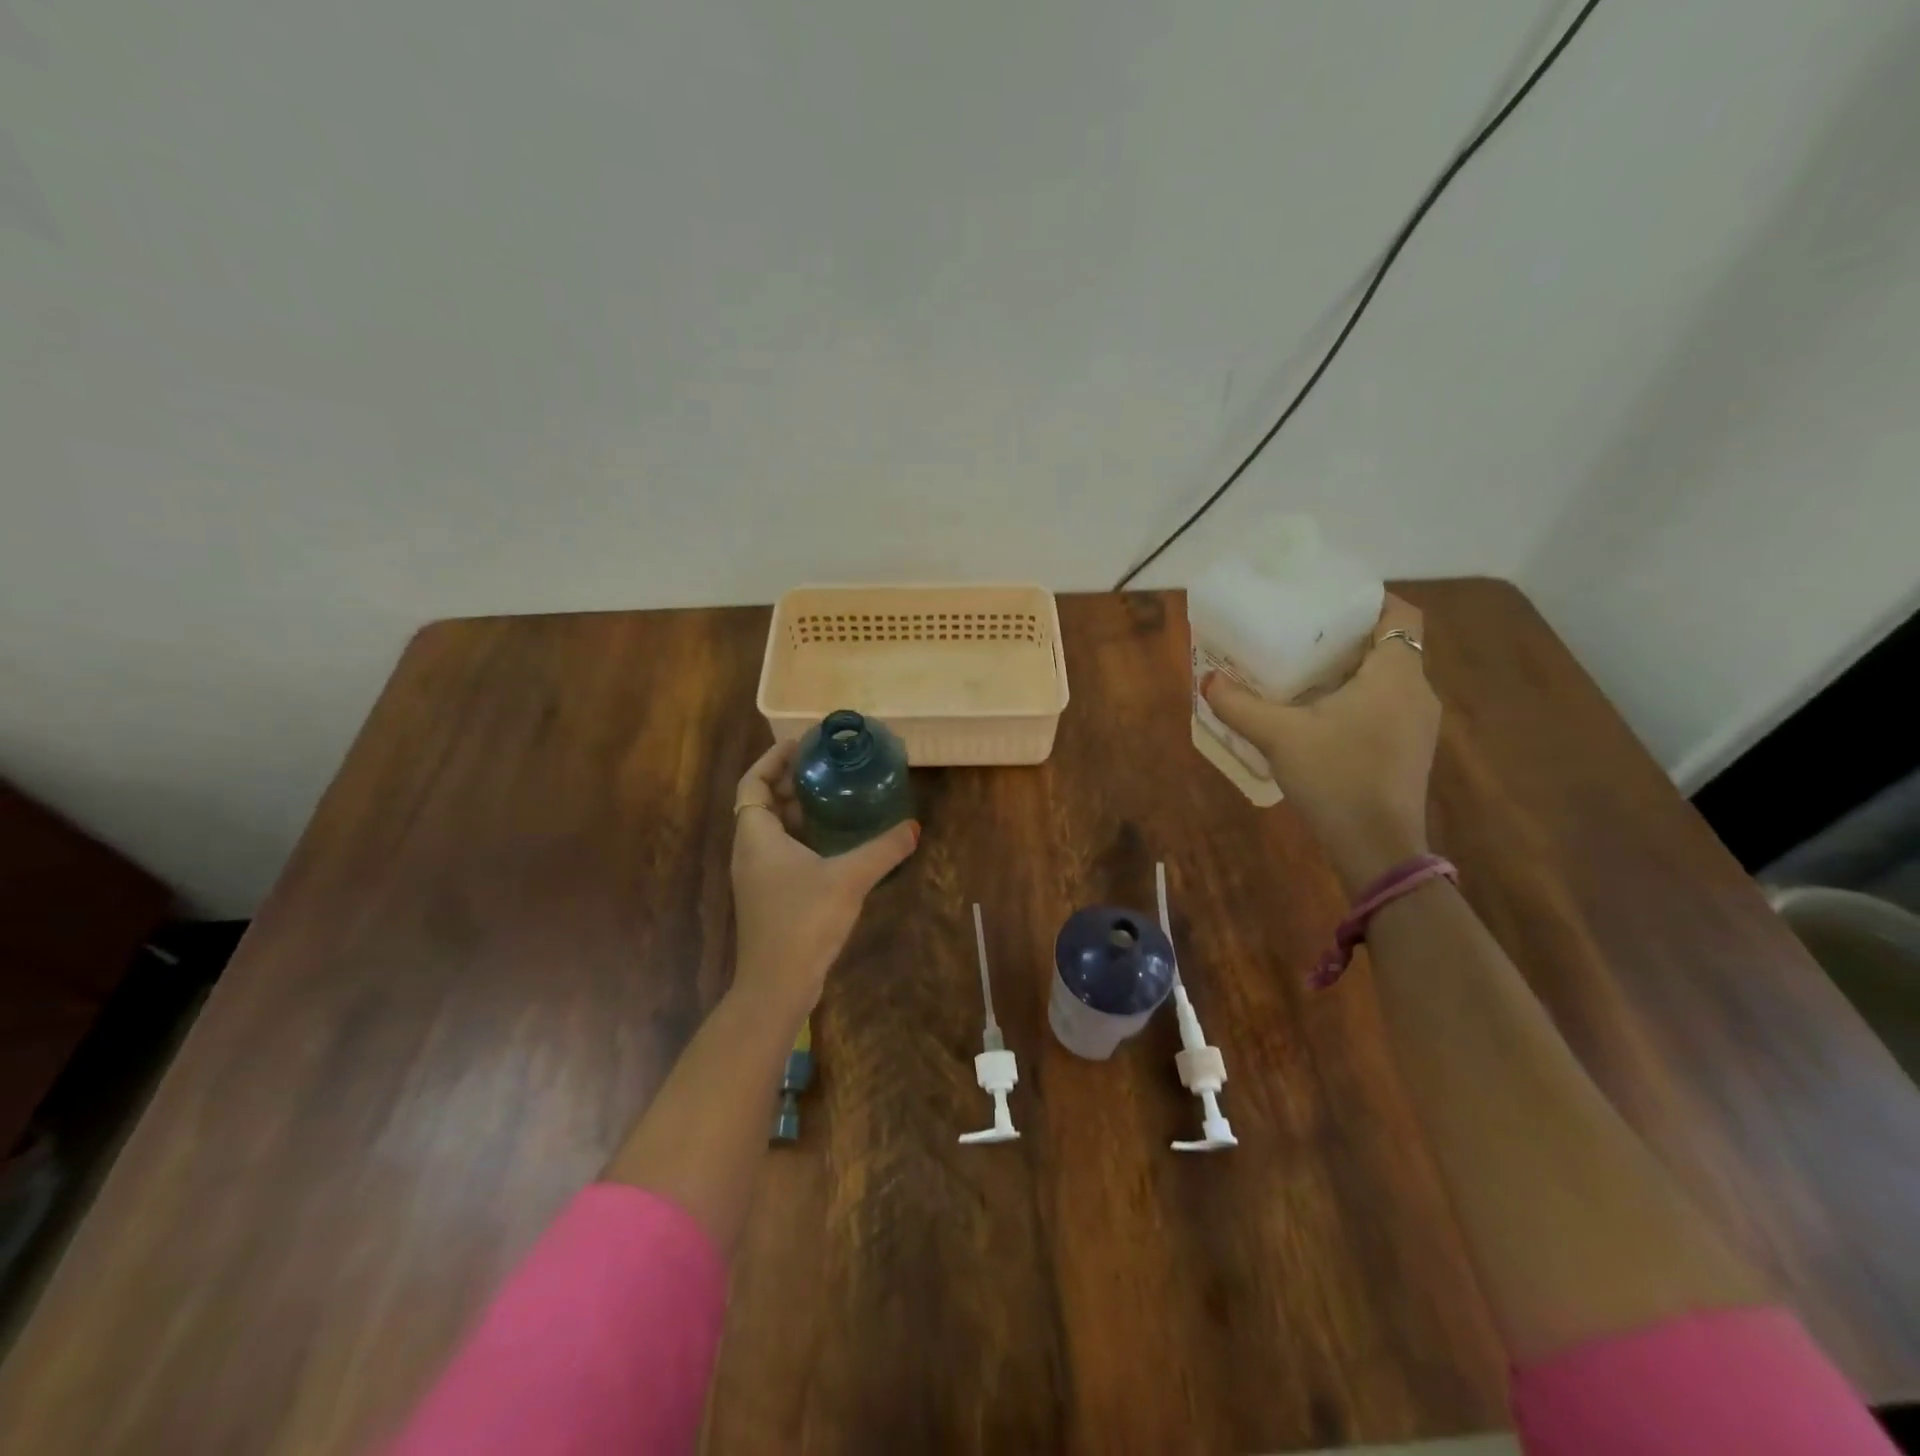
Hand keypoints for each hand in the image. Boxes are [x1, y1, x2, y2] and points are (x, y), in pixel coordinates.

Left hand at [729, 739, 919, 1016]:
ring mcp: (757, 876)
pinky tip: (834, 842)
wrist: (777, 985)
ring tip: (833, 796)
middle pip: (762, 802)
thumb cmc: (803, 921)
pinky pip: (781, 851)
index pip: (754, 782)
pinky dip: (802, 836)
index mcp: (756, 836)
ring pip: (772, 829)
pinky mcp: (769, 896)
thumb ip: (882, 850)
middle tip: (826, 766)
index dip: (773, 759)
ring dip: (797, 809)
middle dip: (790, 781)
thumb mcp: (848, 879)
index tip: (802, 744)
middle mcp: (750, 850)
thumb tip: (913, 827)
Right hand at [1203, 594, 1438, 893]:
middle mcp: (1416, 692)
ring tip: (1303, 673)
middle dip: (1348, 637)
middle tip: (1302, 635)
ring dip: (1351, 671)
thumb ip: (1239, 705)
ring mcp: (1417, 725)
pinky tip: (1318, 717)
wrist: (1377, 847)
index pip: (1401, 613)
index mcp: (1395, 674)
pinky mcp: (1408, 750)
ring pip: (1387, 679)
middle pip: (1390, 645)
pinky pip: (1385, 706)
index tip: (1329, 602)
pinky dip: (1357, 700)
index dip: (1371, 599)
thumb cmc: (1336, 777)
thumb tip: (1207, 680)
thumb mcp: (1278, 737)